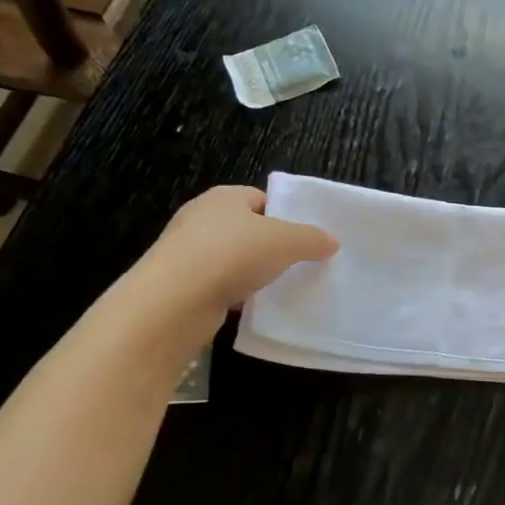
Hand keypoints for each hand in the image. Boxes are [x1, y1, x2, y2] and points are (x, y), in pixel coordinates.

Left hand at [127, 185, 337, 333]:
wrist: (174, 301)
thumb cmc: (233, 254)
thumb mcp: (286, 241)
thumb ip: (312, 238)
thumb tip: (331, 241)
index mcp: (224, 197)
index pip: (261, 198)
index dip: (285, 214)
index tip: (305, 237)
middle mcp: (201, 218)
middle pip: (247, 228)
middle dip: (271, 245)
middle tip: (299, 262)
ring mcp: (187, 253)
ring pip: (232, 258)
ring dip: (253, 271)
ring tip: (281, 287)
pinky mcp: (180, 285)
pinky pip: (218, 284)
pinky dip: (236, 293)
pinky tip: (254, 306)